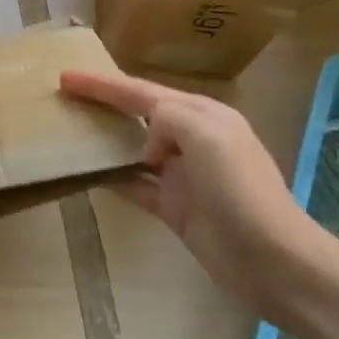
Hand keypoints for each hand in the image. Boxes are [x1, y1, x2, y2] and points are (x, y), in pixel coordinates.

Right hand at [60, 70, 333, 319]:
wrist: (274, 261)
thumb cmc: (239, 190)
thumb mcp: (206, 135)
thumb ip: (168, 118)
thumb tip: (146, 143)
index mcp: (203, 115)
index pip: (141, 91)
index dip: (102, 83)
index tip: (65, 77)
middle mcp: (192, 139)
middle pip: (137, 114)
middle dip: (103, 103)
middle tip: (64, 98)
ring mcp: (182, 175)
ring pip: (132, 147)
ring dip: (103, 138)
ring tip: (69, 131)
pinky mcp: (174, 207)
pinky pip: (133, 184)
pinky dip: (110, 176)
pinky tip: (85, 173)